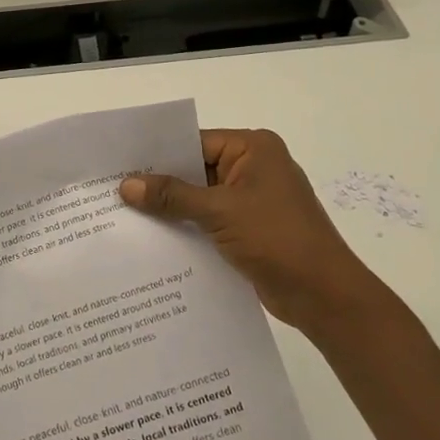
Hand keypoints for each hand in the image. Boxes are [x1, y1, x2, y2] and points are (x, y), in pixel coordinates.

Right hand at [121, 129, 384, 343]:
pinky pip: (209, 220)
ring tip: (125, 214)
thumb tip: (126, 186)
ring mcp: (252, 200)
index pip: (195, 142)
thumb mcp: (220, 211)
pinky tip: (154, 238)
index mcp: (254, 149)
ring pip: (200, 197)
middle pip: (196, 169)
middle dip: (161, 183)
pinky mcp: (249, 228)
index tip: (120, 164)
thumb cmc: (277, 239)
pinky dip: (187, 227)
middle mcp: (253, 167)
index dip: (159, 155)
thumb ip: (172, 196)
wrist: (324, 296)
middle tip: (114, 189)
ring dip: (172, 208)